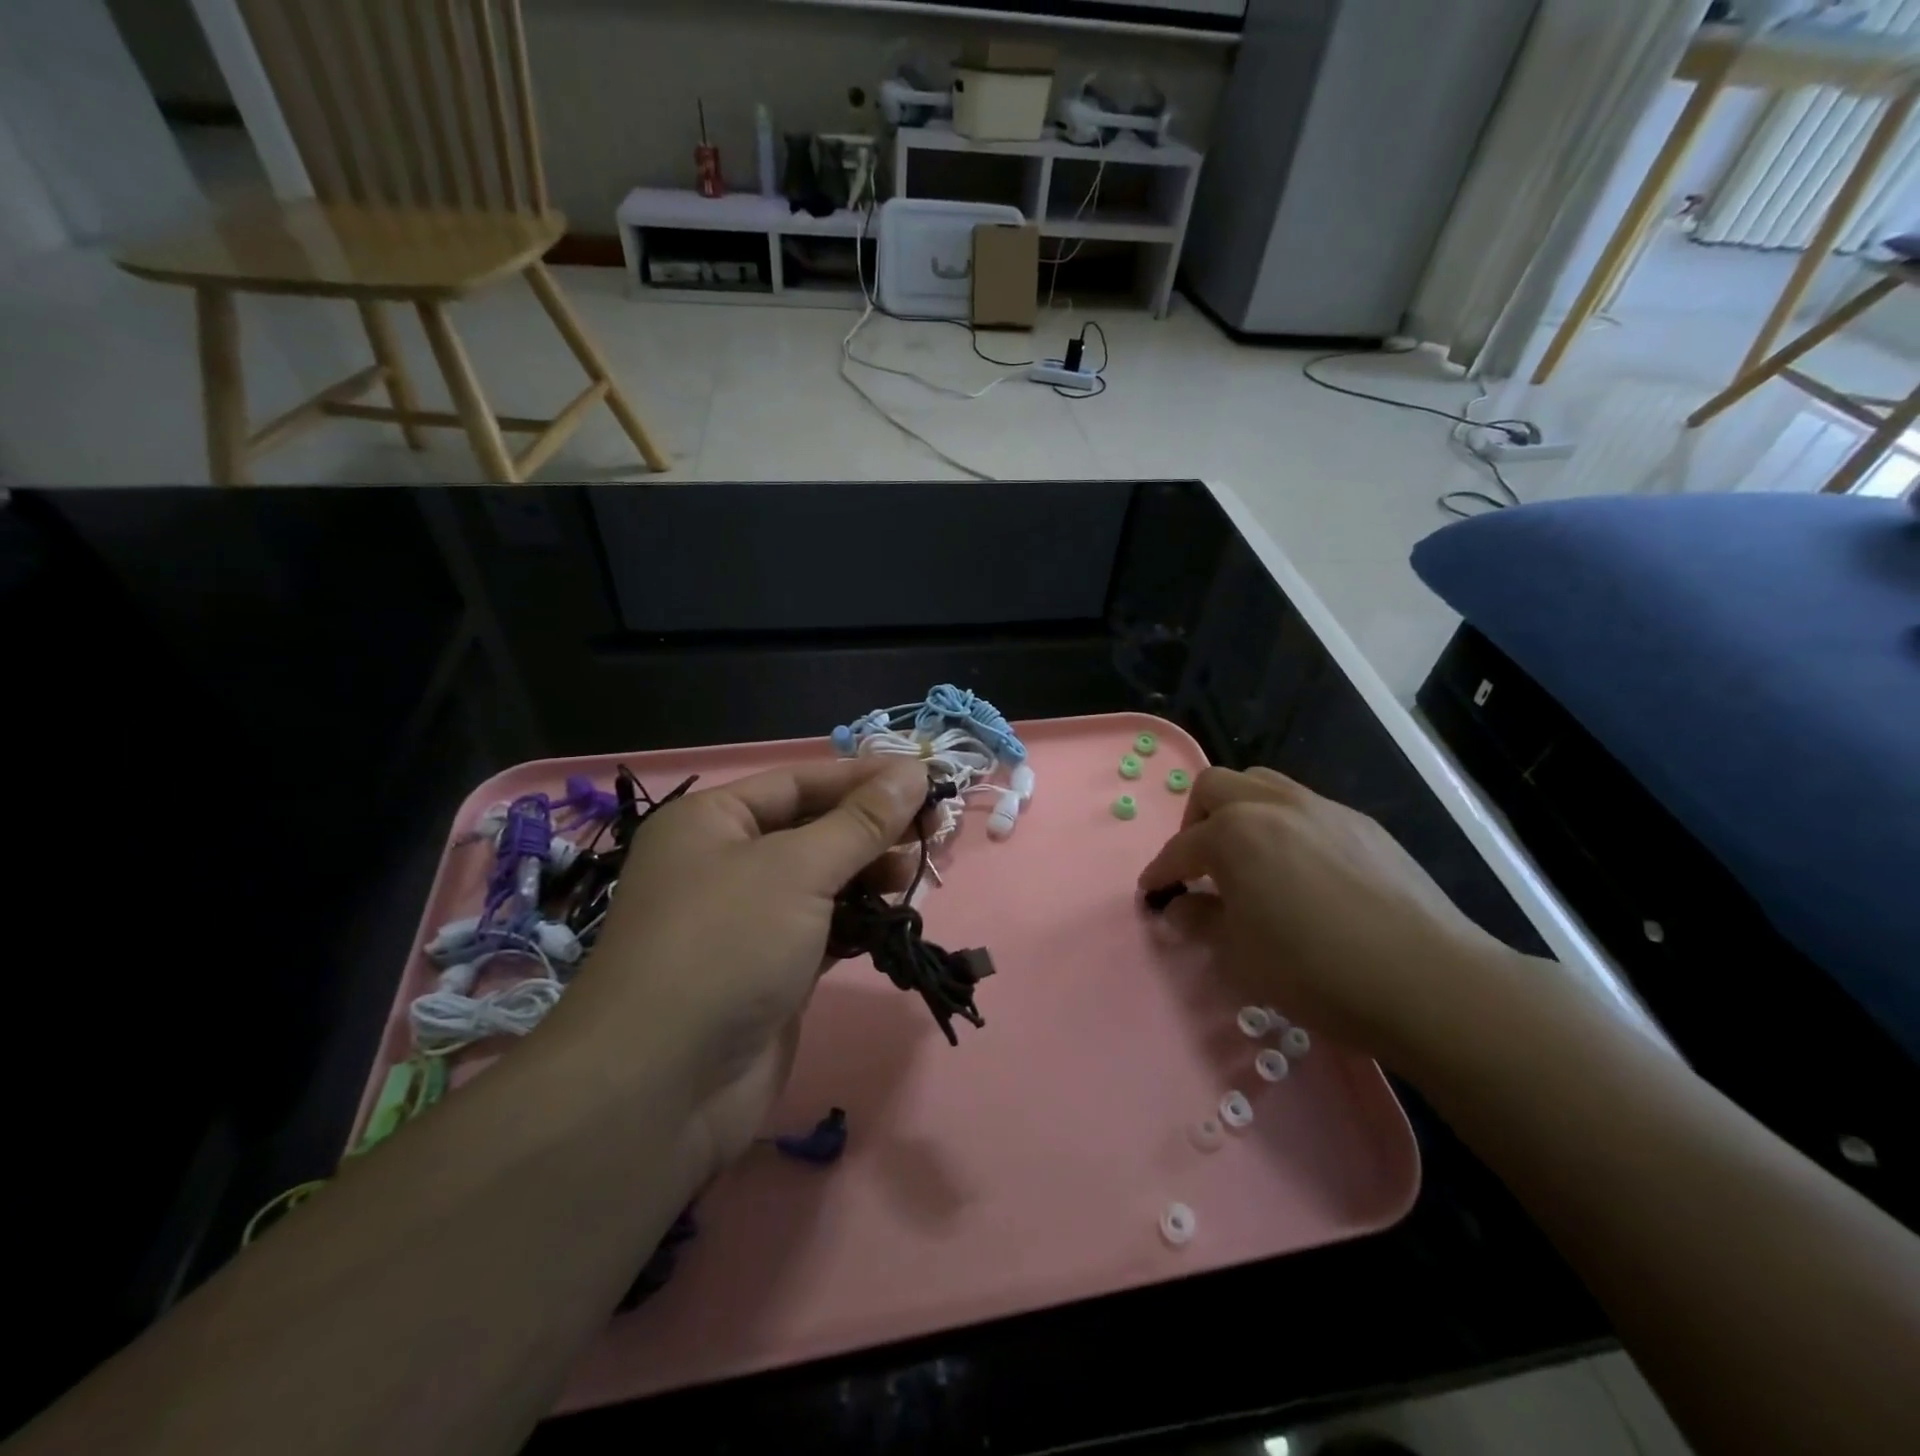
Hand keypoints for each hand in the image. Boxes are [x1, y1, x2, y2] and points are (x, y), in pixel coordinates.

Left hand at [548, 758, 928, 1179]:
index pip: (800, 782)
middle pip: (813, 829)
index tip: (926, 780)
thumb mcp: (798, 869)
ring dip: (869, 874)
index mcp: (712, 821)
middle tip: (934, 829)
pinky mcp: (768, 970)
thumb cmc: (726, 946)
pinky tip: (891, 919)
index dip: (863, 779)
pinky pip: (823, 928)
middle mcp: (724, 863)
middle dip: (871, 828)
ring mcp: (745, 920)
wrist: (663, 1088)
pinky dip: (857, 920)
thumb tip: (914, 772)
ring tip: (913, 875)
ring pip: (821, 880)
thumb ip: (862, 822)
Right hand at [1138, 767, 1514, 1064]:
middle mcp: (1273, 805)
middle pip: (1215, 787)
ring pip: (1262, 784)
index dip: (1160, 872)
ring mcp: (1322, 808)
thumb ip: (1201, 921)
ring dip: (1240, 812)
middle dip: (1195, 821)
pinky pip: (1306, 807)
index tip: (1152, 893)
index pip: (1181, 848)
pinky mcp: (1362, 824)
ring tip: (1247, 857)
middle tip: (1199, 864)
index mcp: (1235, 834)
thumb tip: (1179, 908)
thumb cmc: (1316, 970)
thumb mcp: (1241, 955)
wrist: (1428, 980)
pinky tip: (1301, 870)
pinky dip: (1284, 826)